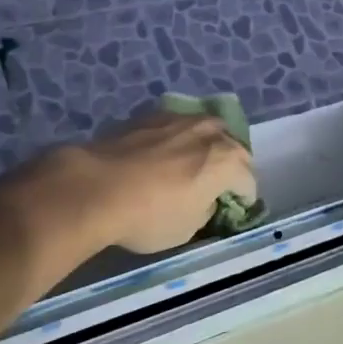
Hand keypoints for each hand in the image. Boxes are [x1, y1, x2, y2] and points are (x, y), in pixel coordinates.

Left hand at [40, 111, 257, 254]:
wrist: (95, 187)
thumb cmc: (149, 216)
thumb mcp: (187, 229)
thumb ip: (206, 208)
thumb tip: (204, 199)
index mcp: (228, 161)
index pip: (248, 182)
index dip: (243, 199)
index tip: (232, 211)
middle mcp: (211, 132)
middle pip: (233, 148)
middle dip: (230, 166)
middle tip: (215, 186)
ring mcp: (181, 118)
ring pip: (206, 130)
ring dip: (205, 146)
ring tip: (190, 164)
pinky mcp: (152, 114)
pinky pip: (176, 127)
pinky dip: (176, 139)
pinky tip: (160, 154)